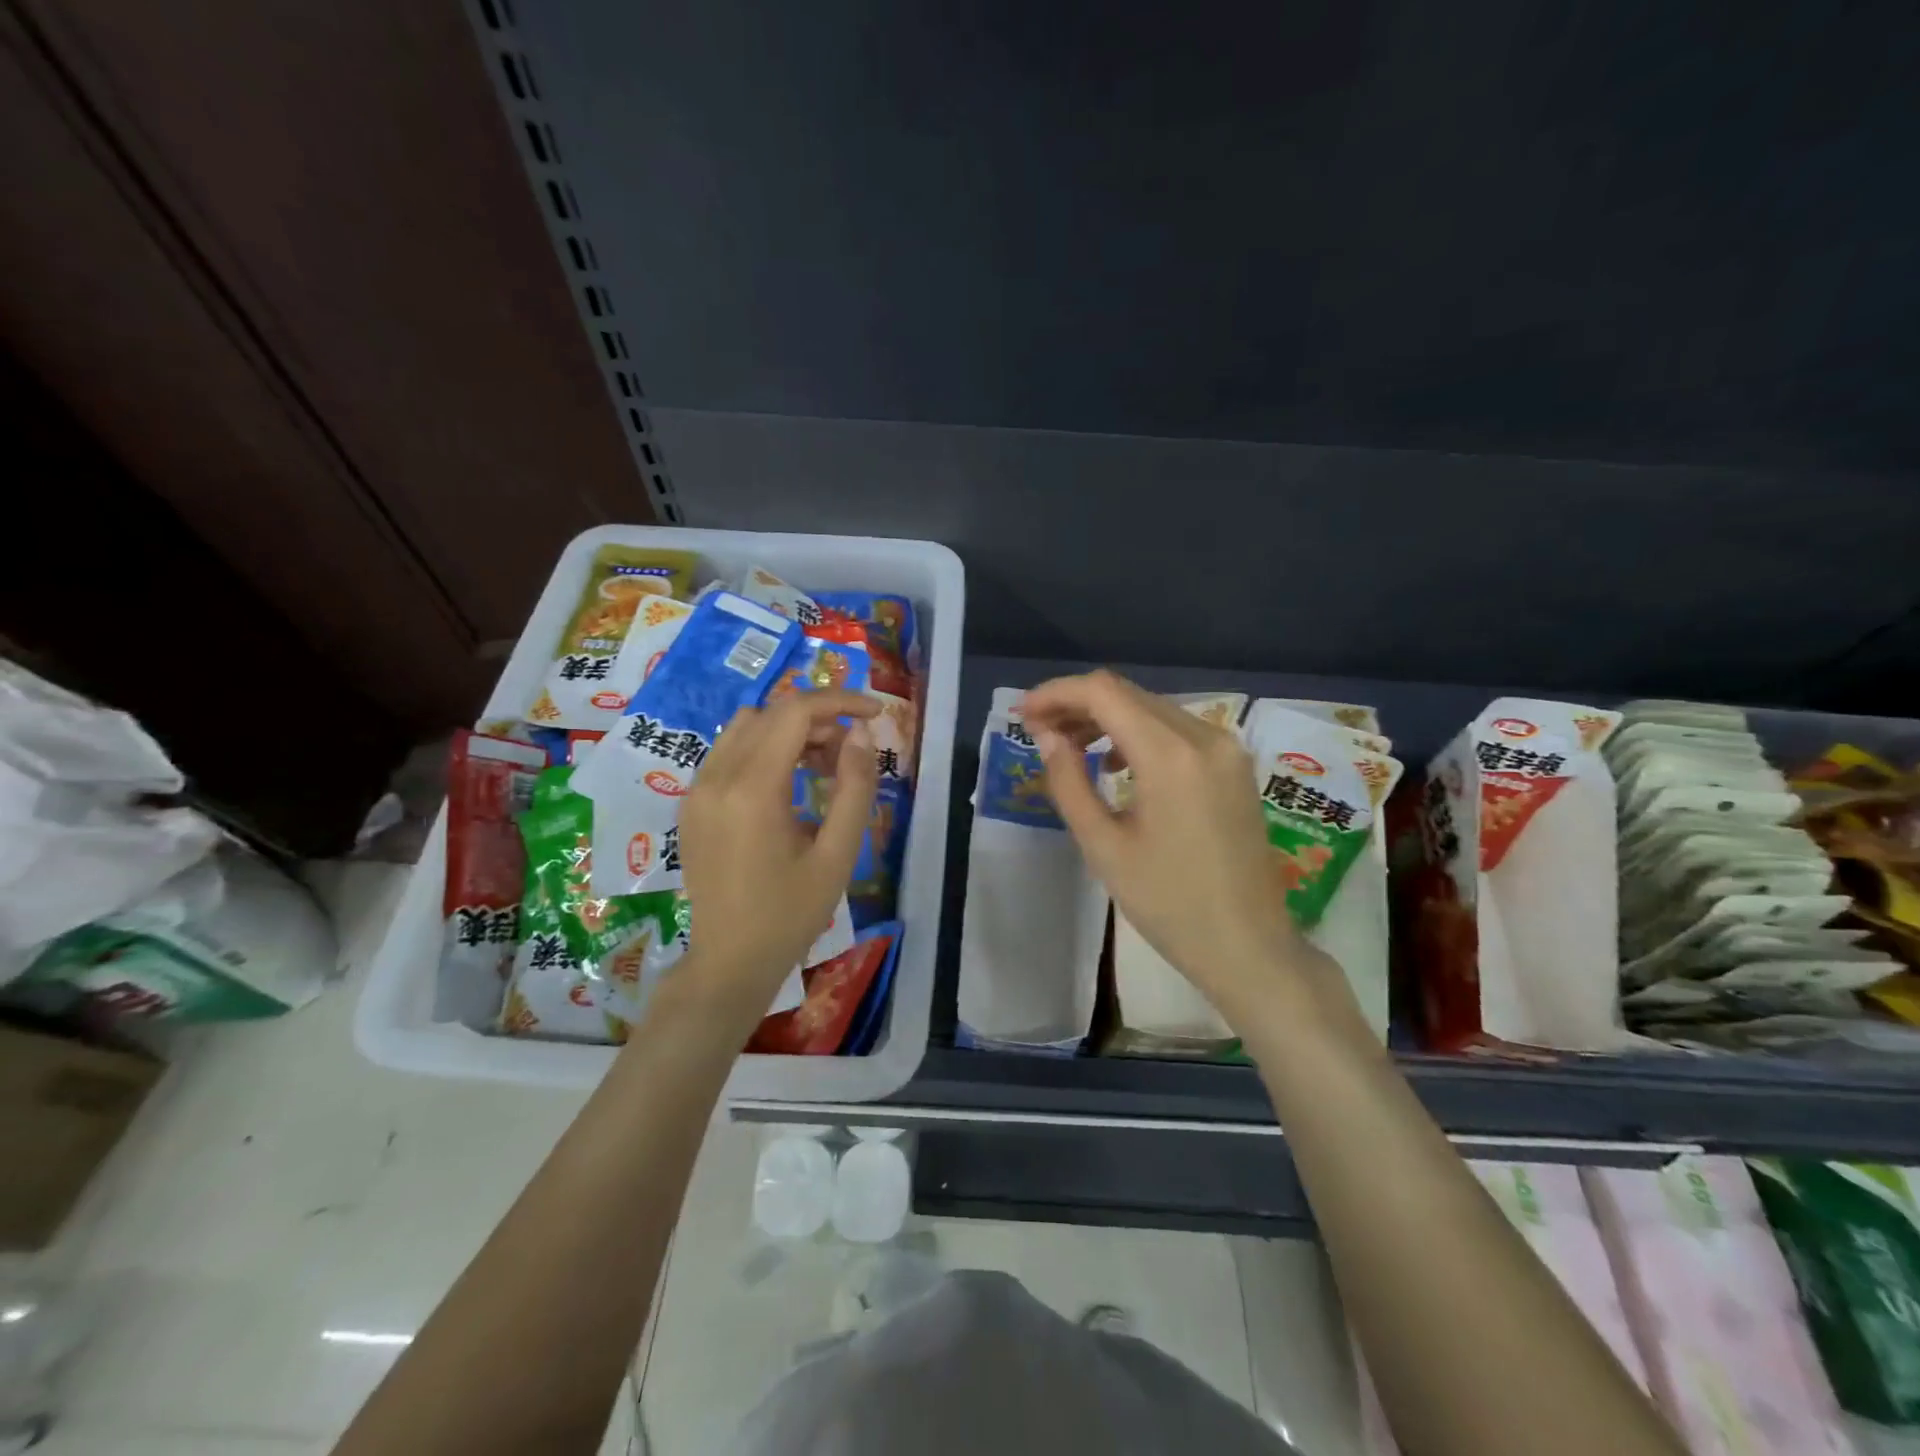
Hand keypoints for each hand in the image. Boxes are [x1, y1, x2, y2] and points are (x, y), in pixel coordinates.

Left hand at [675, 691, 879, 1019]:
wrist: (729, 963)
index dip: (840, 701)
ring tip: (824, 765)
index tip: (876, 713)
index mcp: (752, 790)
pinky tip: (790, 782)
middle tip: (852, 751)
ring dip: (790, 730)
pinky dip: (765, 748)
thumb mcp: (837, 855)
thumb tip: (862, 733)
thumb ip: (855, 788)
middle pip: (771, 713)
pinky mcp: (691, 803)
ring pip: (747, 726)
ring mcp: (697, 789)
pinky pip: (730, 751)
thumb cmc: (790, 915)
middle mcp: (716, 778)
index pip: (795, 712)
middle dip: (819, 718)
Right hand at [1021, 671, 1316, 1023]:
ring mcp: (1226, 748)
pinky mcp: (1234, 765)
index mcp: (1170, 756)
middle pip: (1128, 694)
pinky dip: (1139, 733)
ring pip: (1153, 708)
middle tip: (1038, 731)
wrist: (1248, 945)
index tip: (1023, 715)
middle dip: (1077, 704)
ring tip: (1070, 746)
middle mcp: (1204, 736)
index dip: (1056, 694)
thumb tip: (1047, 738)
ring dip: (1107, 717)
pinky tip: (1116, 762)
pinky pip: (1177, 729)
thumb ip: (1069, 782)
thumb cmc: (1169, 904)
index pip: (1104, 693)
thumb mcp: (1103, 846)